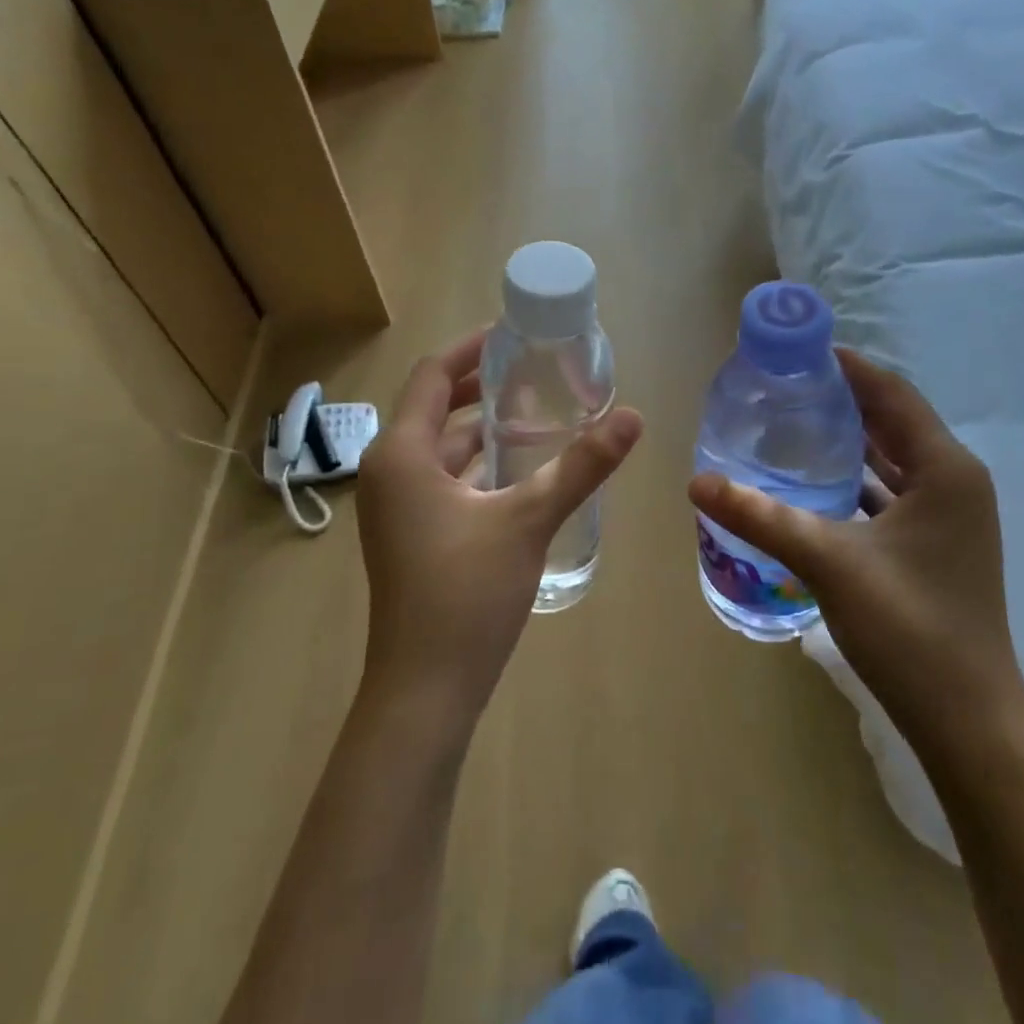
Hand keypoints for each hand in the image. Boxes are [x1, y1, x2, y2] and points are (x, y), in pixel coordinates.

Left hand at [356, 330, 643, 727]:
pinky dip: (476, 463)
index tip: (513, 334)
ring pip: (440, 447)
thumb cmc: (467, 593)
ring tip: (535, 411)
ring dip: (481, 427)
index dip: (472, 349)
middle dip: (480, 386)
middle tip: (533, 370)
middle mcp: (390, 471)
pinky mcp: (410, 534)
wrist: (425, 689)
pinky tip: (518, 469)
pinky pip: (442, 478)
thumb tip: (633, 417)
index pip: (433, 375)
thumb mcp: (529, 520)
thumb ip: (581, 465)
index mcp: (402, 454)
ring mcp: (396, 507)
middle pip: (434, 407)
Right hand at [687, 350, 1023, 740]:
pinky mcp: (936, 546)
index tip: (798, 351)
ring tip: (793, 425)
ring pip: (892, 461)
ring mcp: (949, 518)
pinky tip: (815, 484)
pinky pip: (892, 494)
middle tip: (785, 387)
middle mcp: (955, 482)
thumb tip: (696, 483)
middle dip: (843, 400)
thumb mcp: (828, 562)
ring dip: (849, 441)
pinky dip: (857, 480)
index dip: (847, 367)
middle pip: (893, 422)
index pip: (892, 394)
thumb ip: (761, 516)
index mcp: (946, 469)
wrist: (967, 721)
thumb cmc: (909, 629)